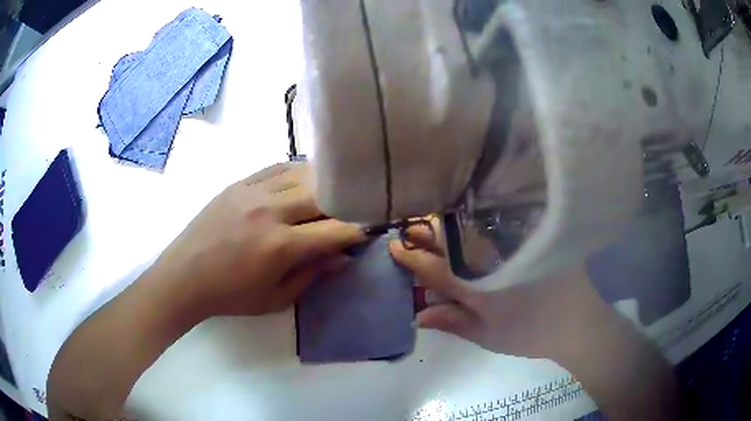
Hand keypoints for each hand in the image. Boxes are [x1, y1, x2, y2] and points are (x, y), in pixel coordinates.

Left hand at [151, 162, 365, 317]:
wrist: (184, 276)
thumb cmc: (231, 295)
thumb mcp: (275, 299)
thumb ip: (312, 275)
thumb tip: (342, 257)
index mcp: (280, 246)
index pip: (335, 230)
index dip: (359, 228)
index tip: (371, 228)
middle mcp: (270, 211)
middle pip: (323, 194)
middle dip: (346, 200)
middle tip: (355, 207)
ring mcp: (252, 191)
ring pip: (302, 173)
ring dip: (324, 182)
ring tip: (333, 190)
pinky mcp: (239, 183)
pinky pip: (276, 167)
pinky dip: (296, 171)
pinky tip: (304, 178)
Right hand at [389, 225, 611, 361]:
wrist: (579, 322)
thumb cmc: (531, 334)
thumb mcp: (488, 336)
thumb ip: (453, 322)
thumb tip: (418, 314)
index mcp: (481, 287)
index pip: (436, 268)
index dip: (411, 258)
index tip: (393, 245)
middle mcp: (495, 259)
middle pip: (452, 238)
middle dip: (425, 231)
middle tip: (409, 227)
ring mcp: (515, 243)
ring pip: (473, 225)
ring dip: (448, 223)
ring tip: (431, 222)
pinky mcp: (533, 235)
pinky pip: (499, 220)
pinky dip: (478, 219)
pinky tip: (471, 219)